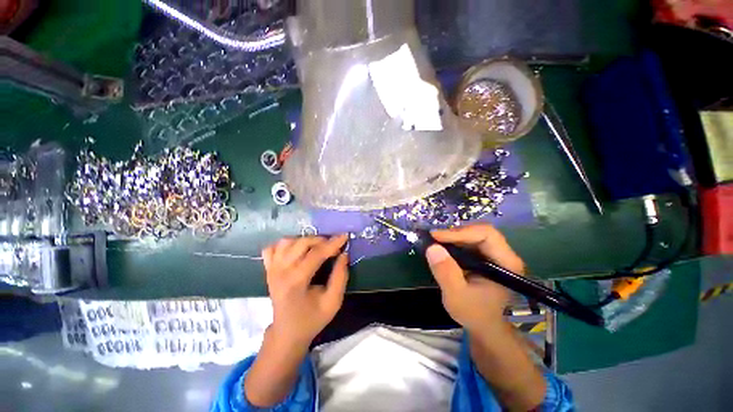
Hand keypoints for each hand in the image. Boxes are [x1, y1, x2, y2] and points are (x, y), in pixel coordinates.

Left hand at [262, 235, 348, 346]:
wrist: (287, 333)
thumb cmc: (312, 319)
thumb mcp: (333, 302)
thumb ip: (340, 277)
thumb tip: (344, 255)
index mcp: (296, 281)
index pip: (316, 254)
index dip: (333, 243)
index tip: (345, 236)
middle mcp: (280, 271)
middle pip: (301, 243)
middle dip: (321, 240)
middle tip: (333, 247)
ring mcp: (271, 269)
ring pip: (286, 241)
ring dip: (305, 240)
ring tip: (317, 248)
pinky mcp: (268, 270)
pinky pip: (272, 248)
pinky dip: (285, 245)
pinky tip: (296, 250)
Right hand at [426, 224, 524, 333]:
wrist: (483, 325)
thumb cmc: (474, 313)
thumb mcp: (456, 295)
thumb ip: (445, 272)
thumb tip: (432, 247)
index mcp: (506, 264)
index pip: (486, 235)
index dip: (460, 232)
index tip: (436, 237)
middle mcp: (504, 254)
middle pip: (480, 231)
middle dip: (455, 233)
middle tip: (435, 238)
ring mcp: (495, 254)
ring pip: (474, 234)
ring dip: (454, 235)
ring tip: (436, 241)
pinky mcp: (485, 256)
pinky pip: (470, 240)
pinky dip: (454, 241)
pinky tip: (443, 246)